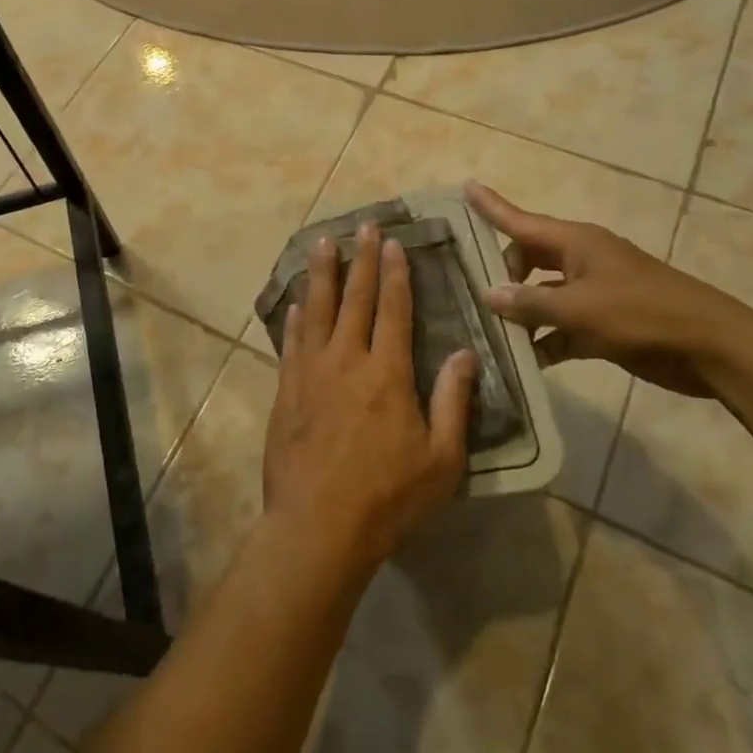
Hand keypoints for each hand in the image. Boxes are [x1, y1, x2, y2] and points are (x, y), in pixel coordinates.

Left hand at [263, 223, 476, 572]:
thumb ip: (453, 401)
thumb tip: (466, 353)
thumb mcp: (442, 459)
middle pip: (355, 298)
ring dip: (321, 274)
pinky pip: (291, 343)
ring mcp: (310, 372)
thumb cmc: (388, 496)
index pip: (393, 309)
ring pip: (317, 310)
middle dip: (362, 259)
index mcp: (387, 372)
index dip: (395, 274)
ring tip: (323, 243)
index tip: (394, 243)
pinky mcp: (286, 389)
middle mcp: (346, 359)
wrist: (318, 525)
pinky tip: (295, 304)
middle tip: (364, 227)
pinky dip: (295, 319)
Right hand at [466, 182, 751, 397]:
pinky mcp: (604, 323)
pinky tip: (523, 360)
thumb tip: (488, 295)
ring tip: (488, 331)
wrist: (711, 348)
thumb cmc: (642, 315)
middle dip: (503, 274)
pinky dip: (544, 340)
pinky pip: (561, 325)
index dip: (491, 206)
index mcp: (576, 242)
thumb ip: (530, 303)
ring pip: (542, 294)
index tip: (465, 186)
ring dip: (521, 312)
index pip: (520, 220)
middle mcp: (580, 260)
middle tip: (477, 295)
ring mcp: (593, 292)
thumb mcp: (579, 309)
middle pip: (528, 258)